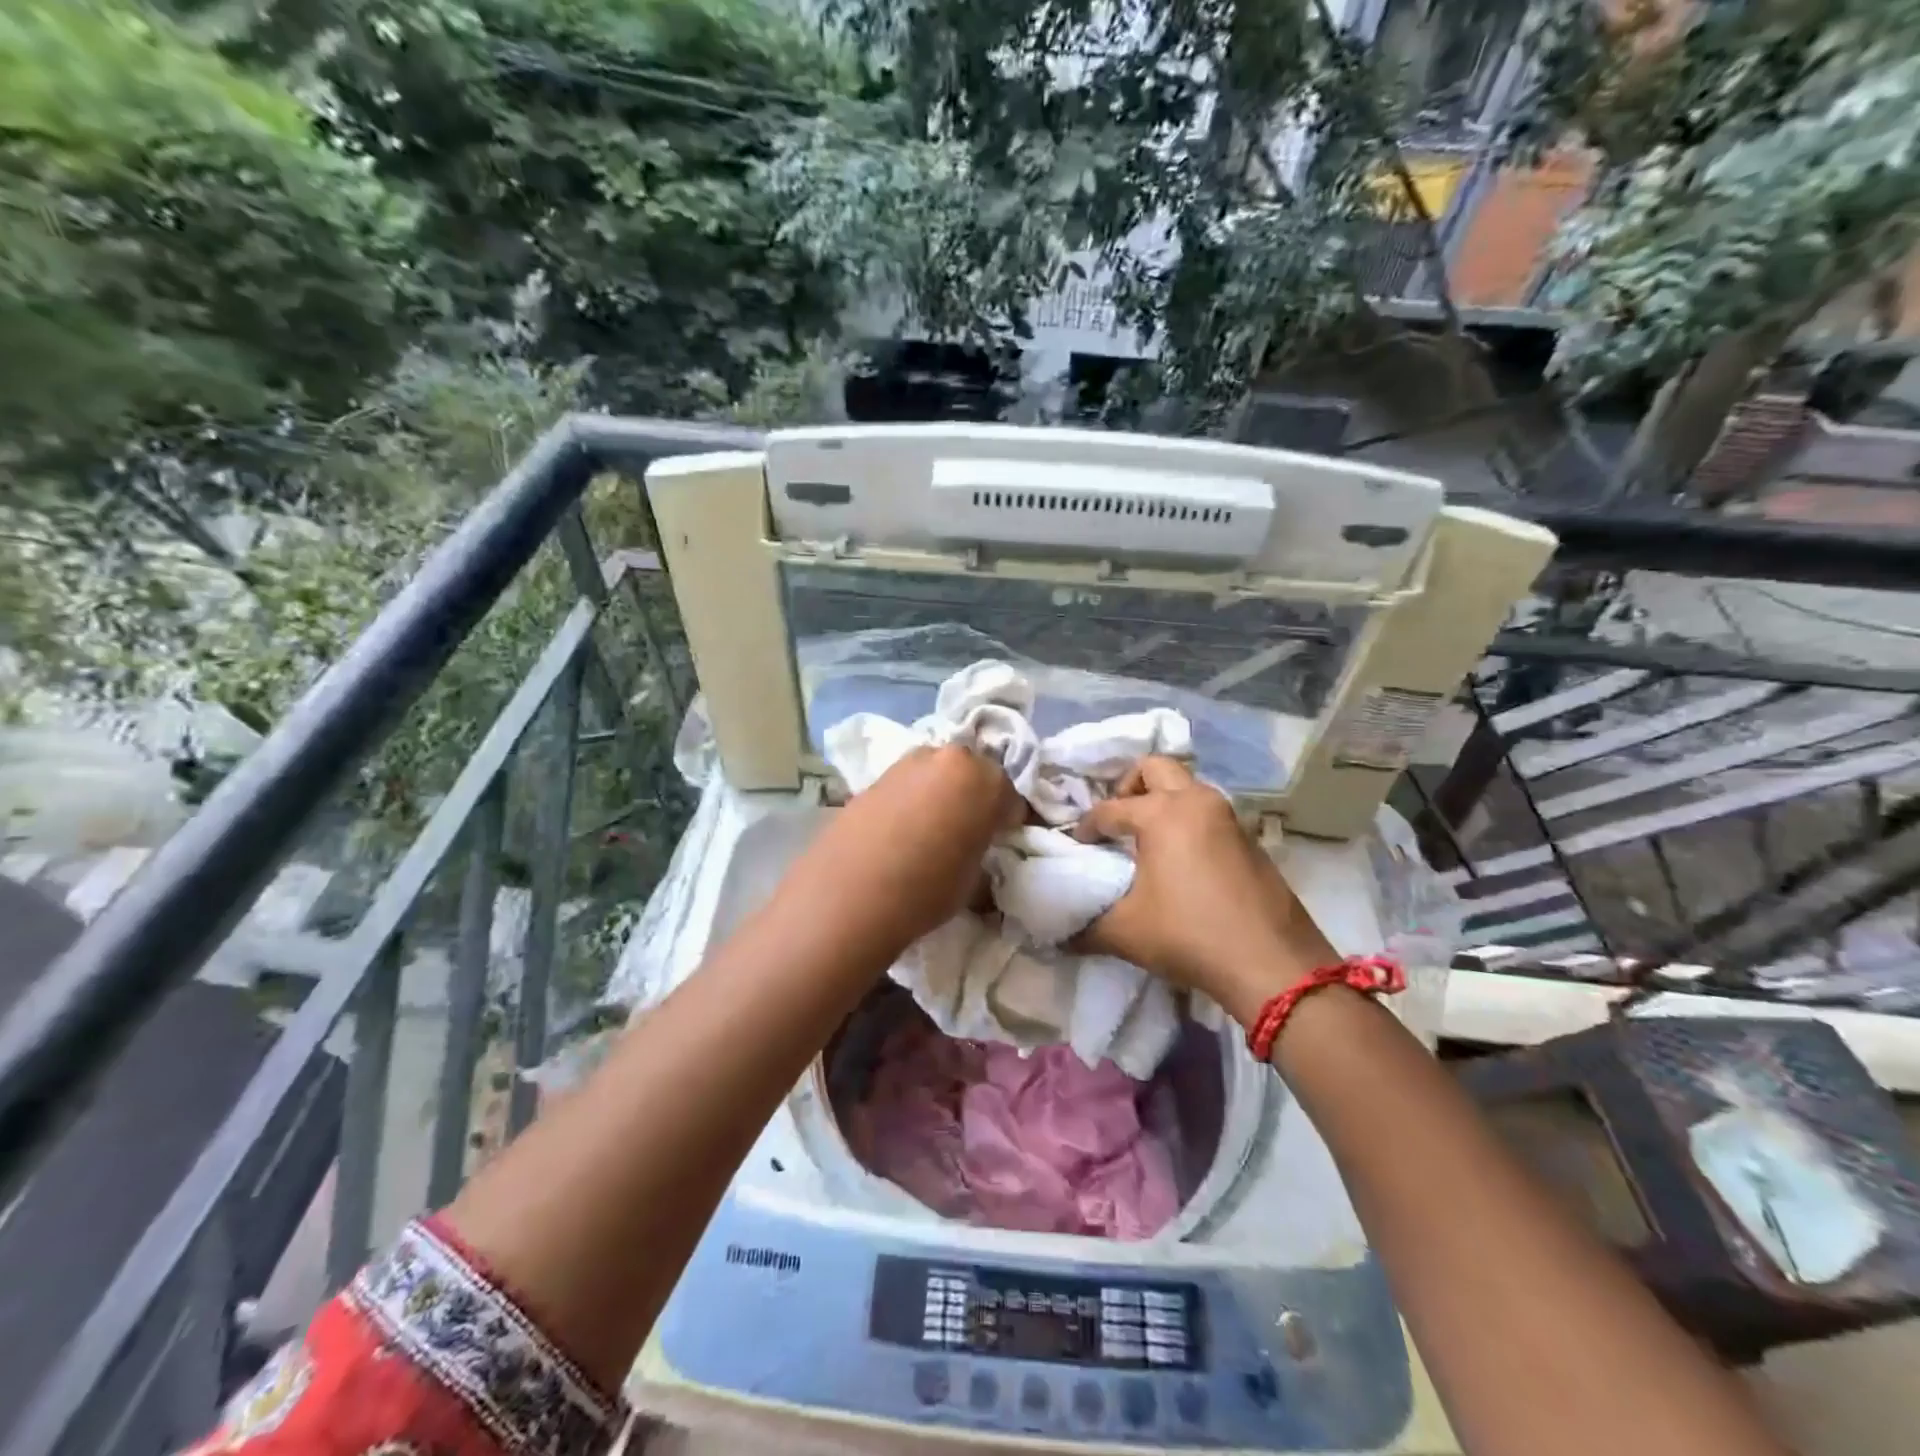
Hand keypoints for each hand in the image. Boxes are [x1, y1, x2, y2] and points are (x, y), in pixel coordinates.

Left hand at [792, 744, 1022, 948]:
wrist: (849, 895)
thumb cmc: (926, 889)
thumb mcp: (973, 877)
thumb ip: (980, 848)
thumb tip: (974, 847)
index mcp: (984, 779)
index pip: (1011, 797)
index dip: (1009, 821)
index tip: (1002, 841)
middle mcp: (948, 758)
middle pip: (973, 774)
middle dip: (975, 798)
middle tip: (970, 831)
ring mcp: (907, 763)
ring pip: (937, 774)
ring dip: (941, 794)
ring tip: (932, 831)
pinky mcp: (874, 777)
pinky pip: (907, 785)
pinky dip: (911, 800)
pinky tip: (902, 831)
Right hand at [1072, 756, 1335, 1026]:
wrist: (1273, 965)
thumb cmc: (1190, 936)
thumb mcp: (1125, 933)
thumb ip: (1085, 926)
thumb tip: (1060, 934)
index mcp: (1162, 814)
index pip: (1110, 809)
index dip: (1087, 827)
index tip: (1077, 848)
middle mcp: (1197, 802)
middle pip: (1154, 768)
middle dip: (1128, 787)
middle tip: (1117, 822)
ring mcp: (1230, 818)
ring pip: (1188, 788)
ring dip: (1163, 802)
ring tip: (1146, 841)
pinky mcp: (1250, 840)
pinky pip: (1209, 814)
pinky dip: (1189, 822)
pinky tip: (1182, 862)